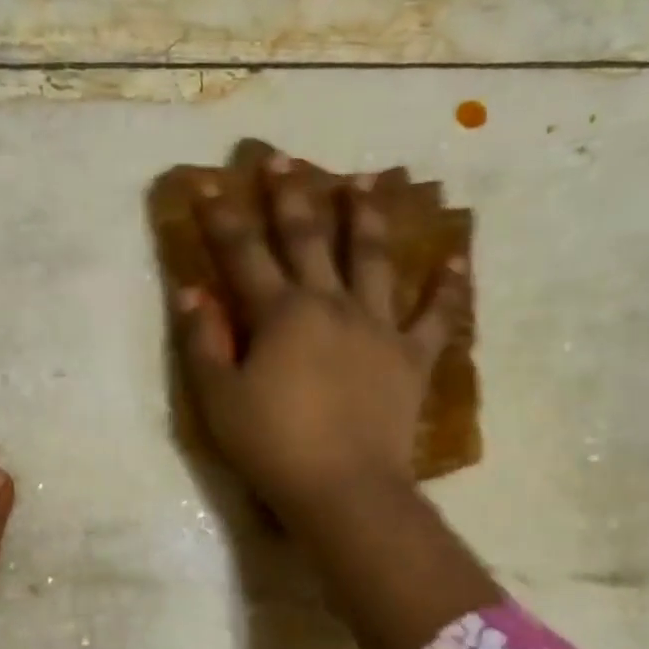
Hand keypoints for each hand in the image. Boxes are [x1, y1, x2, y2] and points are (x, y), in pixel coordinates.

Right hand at [172, 155, 468, 526]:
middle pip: (308, 239)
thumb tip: (190, 293)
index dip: (222, 218)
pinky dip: (447, 288)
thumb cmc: (272, 446)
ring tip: (365, 181)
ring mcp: (377, 327)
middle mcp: (330, 304)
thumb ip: (202, 343)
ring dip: (366, 218)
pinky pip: (435, 316)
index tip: (207, 184)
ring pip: (372, 259)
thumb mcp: (218, 400)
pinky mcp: (411, 357)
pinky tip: (457, 259)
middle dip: (291, 197)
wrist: (344, 488)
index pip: (243, 254)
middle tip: (281, 159)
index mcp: (280, 314)